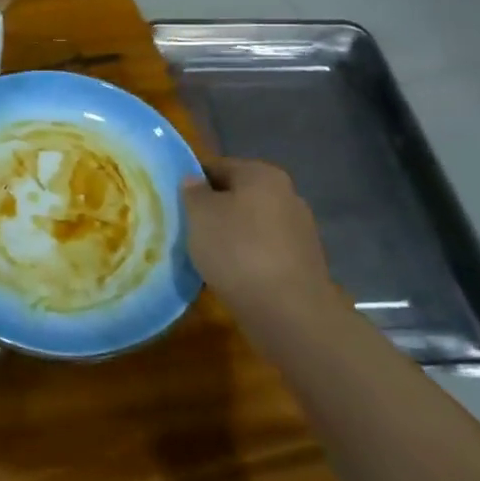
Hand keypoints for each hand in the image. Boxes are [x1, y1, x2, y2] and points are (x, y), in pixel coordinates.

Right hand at [183, 159, 333, 319]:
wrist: (290, 313)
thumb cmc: (238, 251)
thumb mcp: (200, 215)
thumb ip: (193, 192)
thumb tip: (195, 181)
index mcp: (262, 174)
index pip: (218, 166)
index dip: (193, 182)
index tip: (175, 202)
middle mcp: (287, 195)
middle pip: (238, 196)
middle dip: (214, 210)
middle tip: (187, 229)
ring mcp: (299, 231)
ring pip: (252, 226)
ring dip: (231, 237)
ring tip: (205, 257)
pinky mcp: (304, 264)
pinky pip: (265, 253)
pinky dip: (247, 260)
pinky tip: (231, 277)